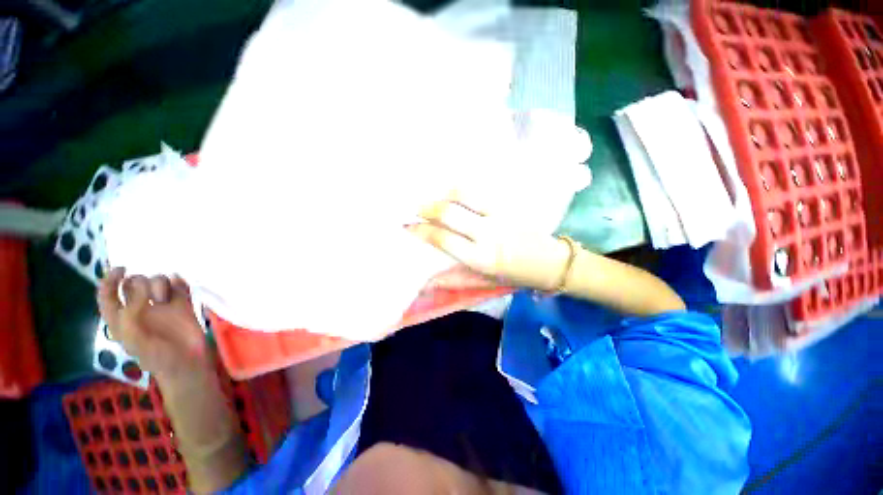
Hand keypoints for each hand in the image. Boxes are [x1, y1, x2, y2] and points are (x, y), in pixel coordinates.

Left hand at [97, 268, 208, 381]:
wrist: (187, 363)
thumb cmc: (156, 357)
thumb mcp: (134, 338)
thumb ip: (131, 312)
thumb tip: (139, 285)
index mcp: (120, 319)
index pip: (108, 294)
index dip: (110, 279)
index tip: (121, 269)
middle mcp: (139, 309)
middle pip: (134, 283)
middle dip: (140, 282)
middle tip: (149, 295)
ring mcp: (162, 307)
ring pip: (158, 282)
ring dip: (160, 284)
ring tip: (165, 299)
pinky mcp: (182, 305)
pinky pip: (180, 286)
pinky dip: (179, 282)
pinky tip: (180, 288)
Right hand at [410, 200, 569, 290]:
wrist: (553, 263)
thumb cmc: (516, 276)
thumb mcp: (485, 283)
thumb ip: (455, 279)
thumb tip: (427, 281)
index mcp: (481, 258)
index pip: (443, 240)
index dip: (422, 231)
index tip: (409, 227)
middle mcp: (488, 234)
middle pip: (450, 213)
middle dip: (427, 208)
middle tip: (415, 208)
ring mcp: (500, 215)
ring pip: (465, 194)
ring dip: (443, 193)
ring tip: (433, 197)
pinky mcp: (510, 204)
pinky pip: (481, 190)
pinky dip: (462, 190)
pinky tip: (453, 192)